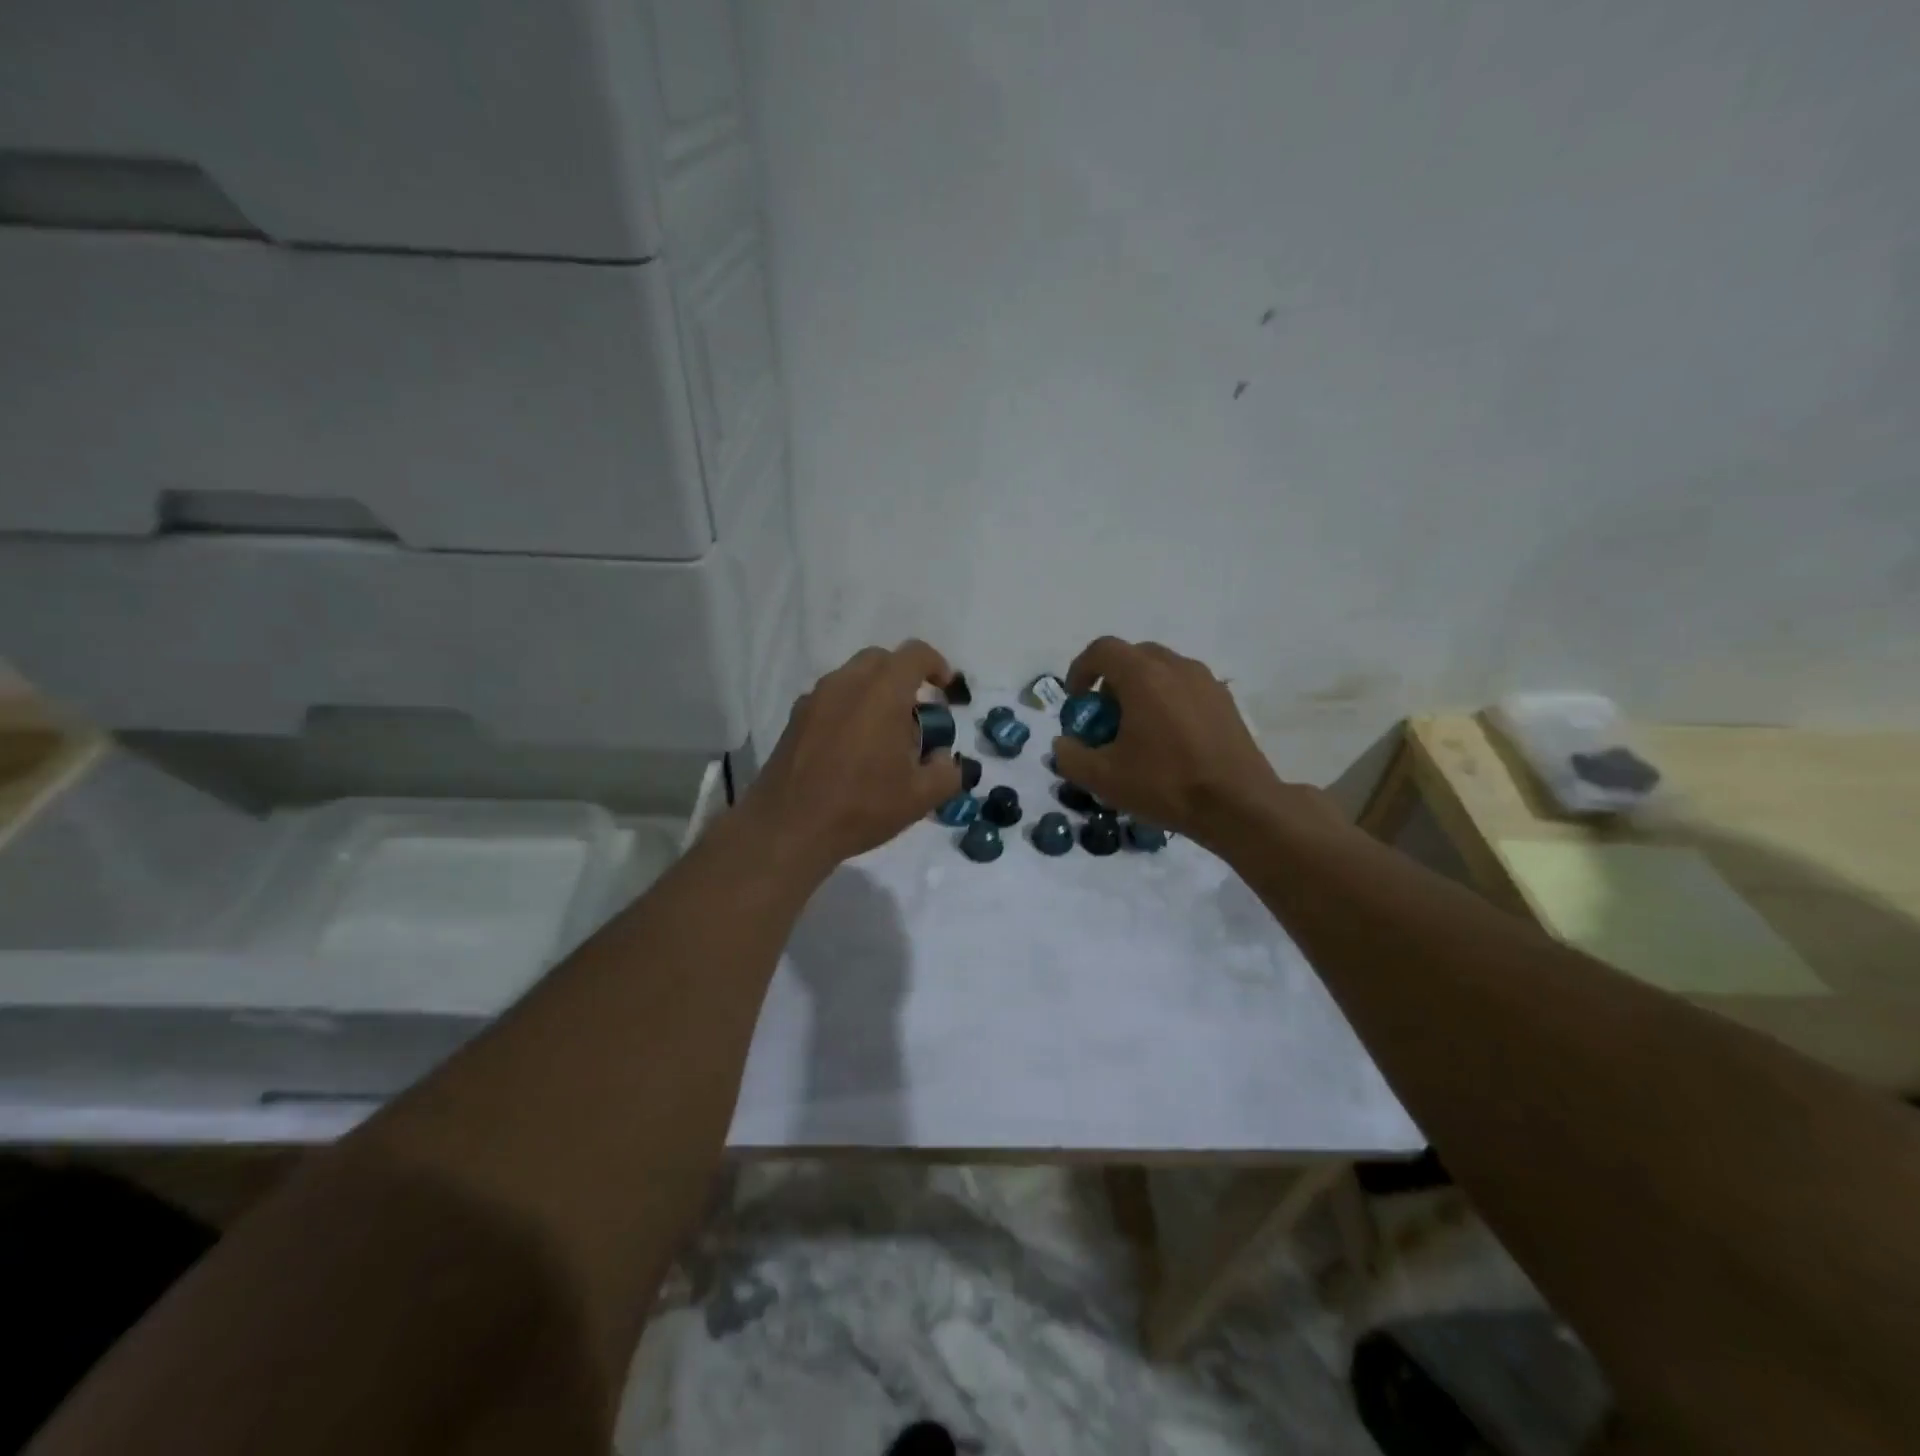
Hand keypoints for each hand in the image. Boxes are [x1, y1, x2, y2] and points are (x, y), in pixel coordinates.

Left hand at [740, 641, 962, 874]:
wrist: (788, 828)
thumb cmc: (861, 806)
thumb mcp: (921, 797)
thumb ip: (947, 771)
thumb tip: (943, 758)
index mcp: (883, 692)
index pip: (915, 654)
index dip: (937, 665)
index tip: (945, 690)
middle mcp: (847, 683)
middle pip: (882, 660)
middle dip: (904, 678)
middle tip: (916, 714)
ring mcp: (816, 698)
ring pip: (853, 677)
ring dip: (875, 693)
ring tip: (883, 735)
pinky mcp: (795, 717)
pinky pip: (831, 698)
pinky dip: (849, 708)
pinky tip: (851, 748)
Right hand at [1050, 638, 1342, 849]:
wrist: (1238, 805)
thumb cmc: (1165, 784)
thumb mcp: (1103, 779)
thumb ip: (1070, 757)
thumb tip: (1063, 744)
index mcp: (1143, 676)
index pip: (1102, 650)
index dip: (1080, 670)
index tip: (1076, 702)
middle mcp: (1176, 667)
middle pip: (1133, 656)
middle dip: (1111, 681)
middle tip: (1105, 717)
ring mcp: (1206, 681)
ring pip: (1162, 671)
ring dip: (1141, 690)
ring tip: (1137, 730)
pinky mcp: (1225, 701)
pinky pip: (1185, 688)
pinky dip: (1167, 701)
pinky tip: (1169, 740)